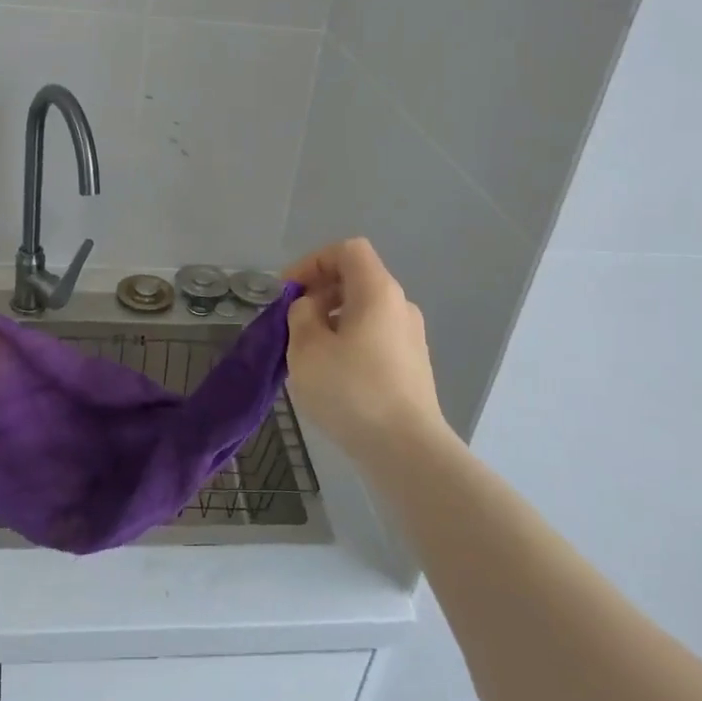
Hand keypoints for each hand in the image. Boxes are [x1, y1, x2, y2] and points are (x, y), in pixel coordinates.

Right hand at [283, 238, 451, 463]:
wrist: (406, 450)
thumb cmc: (351, 391)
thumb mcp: (306, 348)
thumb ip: (300, 315)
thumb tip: (311, 309)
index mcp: (377, 291)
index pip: (347, 251)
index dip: (312, 262)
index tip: (288, 292)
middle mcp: (400, 306)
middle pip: (356, 279)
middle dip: (319, 293)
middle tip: (293, 323)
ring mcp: (411, 337)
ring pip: (364, 311)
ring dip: (332, 320)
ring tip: (308, 353)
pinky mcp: (413, 366)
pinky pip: (375, 337)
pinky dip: (349, 341)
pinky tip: (333, 375)